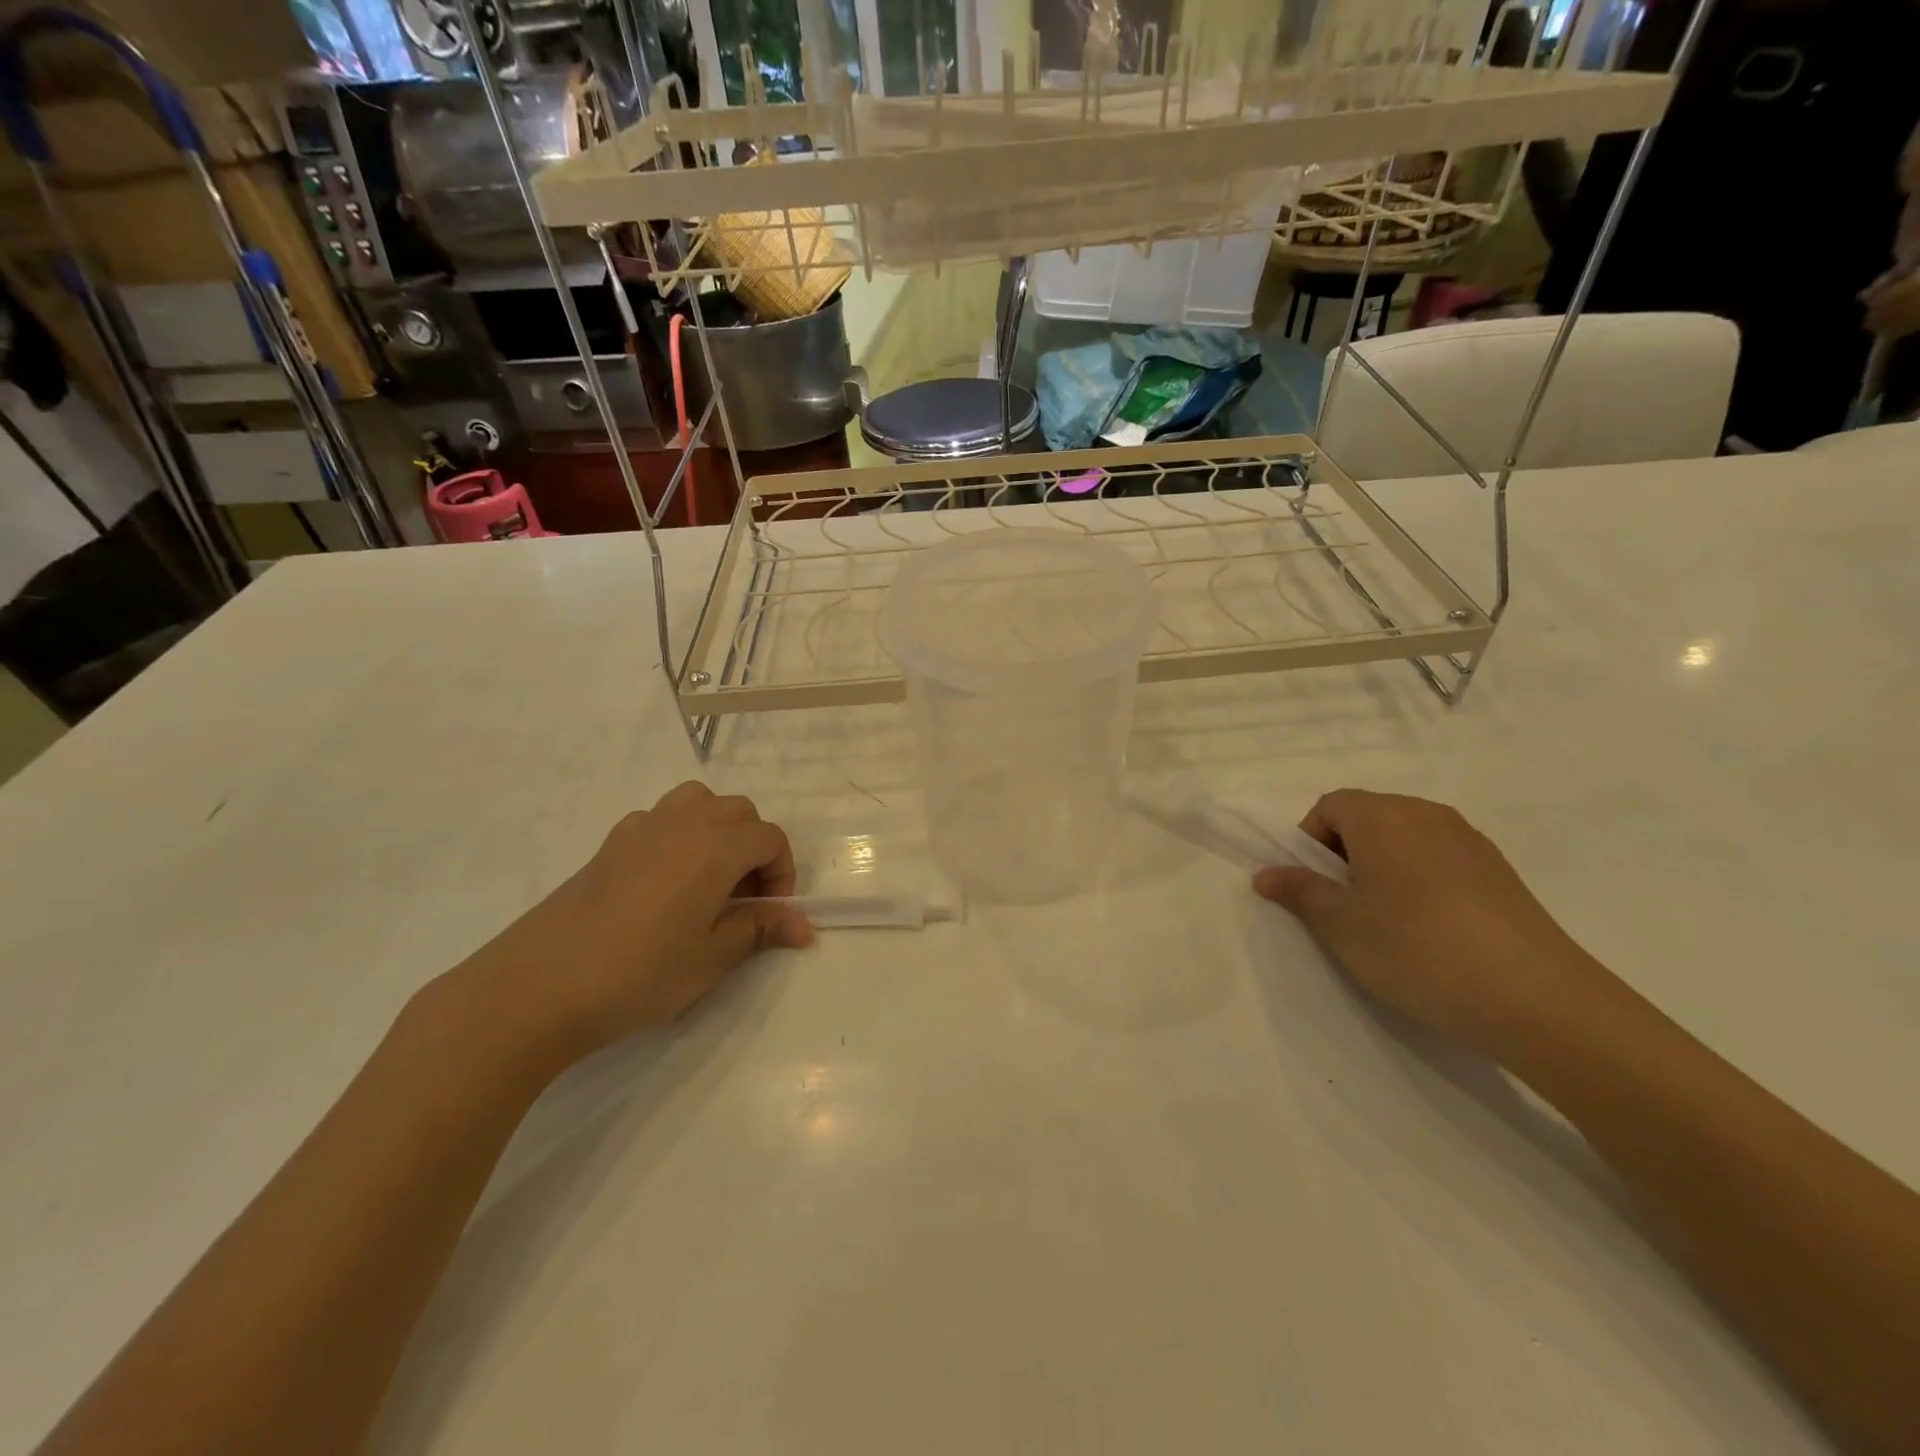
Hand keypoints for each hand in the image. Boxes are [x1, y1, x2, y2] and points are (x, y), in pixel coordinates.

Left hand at [453, 783, 813, 1071]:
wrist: (538, 986)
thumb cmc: (639, 973)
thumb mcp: (711, 957)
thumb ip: (760, 929)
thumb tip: (804, 926)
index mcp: (715, 846)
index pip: (770, 837)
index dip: (781, 872)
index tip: (768, 913)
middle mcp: (683, 823)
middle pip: (738, 812)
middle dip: (753, 848)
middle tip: (742, 899)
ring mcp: (641, 828)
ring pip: (698, 802)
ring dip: (717, 831)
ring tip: (708, 880)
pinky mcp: (609, 843)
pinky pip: (660, 819)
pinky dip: (678, 836)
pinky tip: (662, 884)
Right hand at [1253, 790, 1606, 1049]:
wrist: (1535, 997)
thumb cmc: (1416, 948)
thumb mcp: (1340, 924)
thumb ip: (1299, 891)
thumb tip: (1265, 874)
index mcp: (1383, 815)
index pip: (1330, 806)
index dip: (1309, 841)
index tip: (1312, 885)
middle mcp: (1426, 814)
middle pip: (1368, 817)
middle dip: (1344, 854)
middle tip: (1342, 906)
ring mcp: (1469, 840)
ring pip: (1405, 840)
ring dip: (1382, 869)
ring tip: (1387, 922)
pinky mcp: (1500, 871)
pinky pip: (1440, 860)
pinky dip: (1420, 882)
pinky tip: (1430, 930)